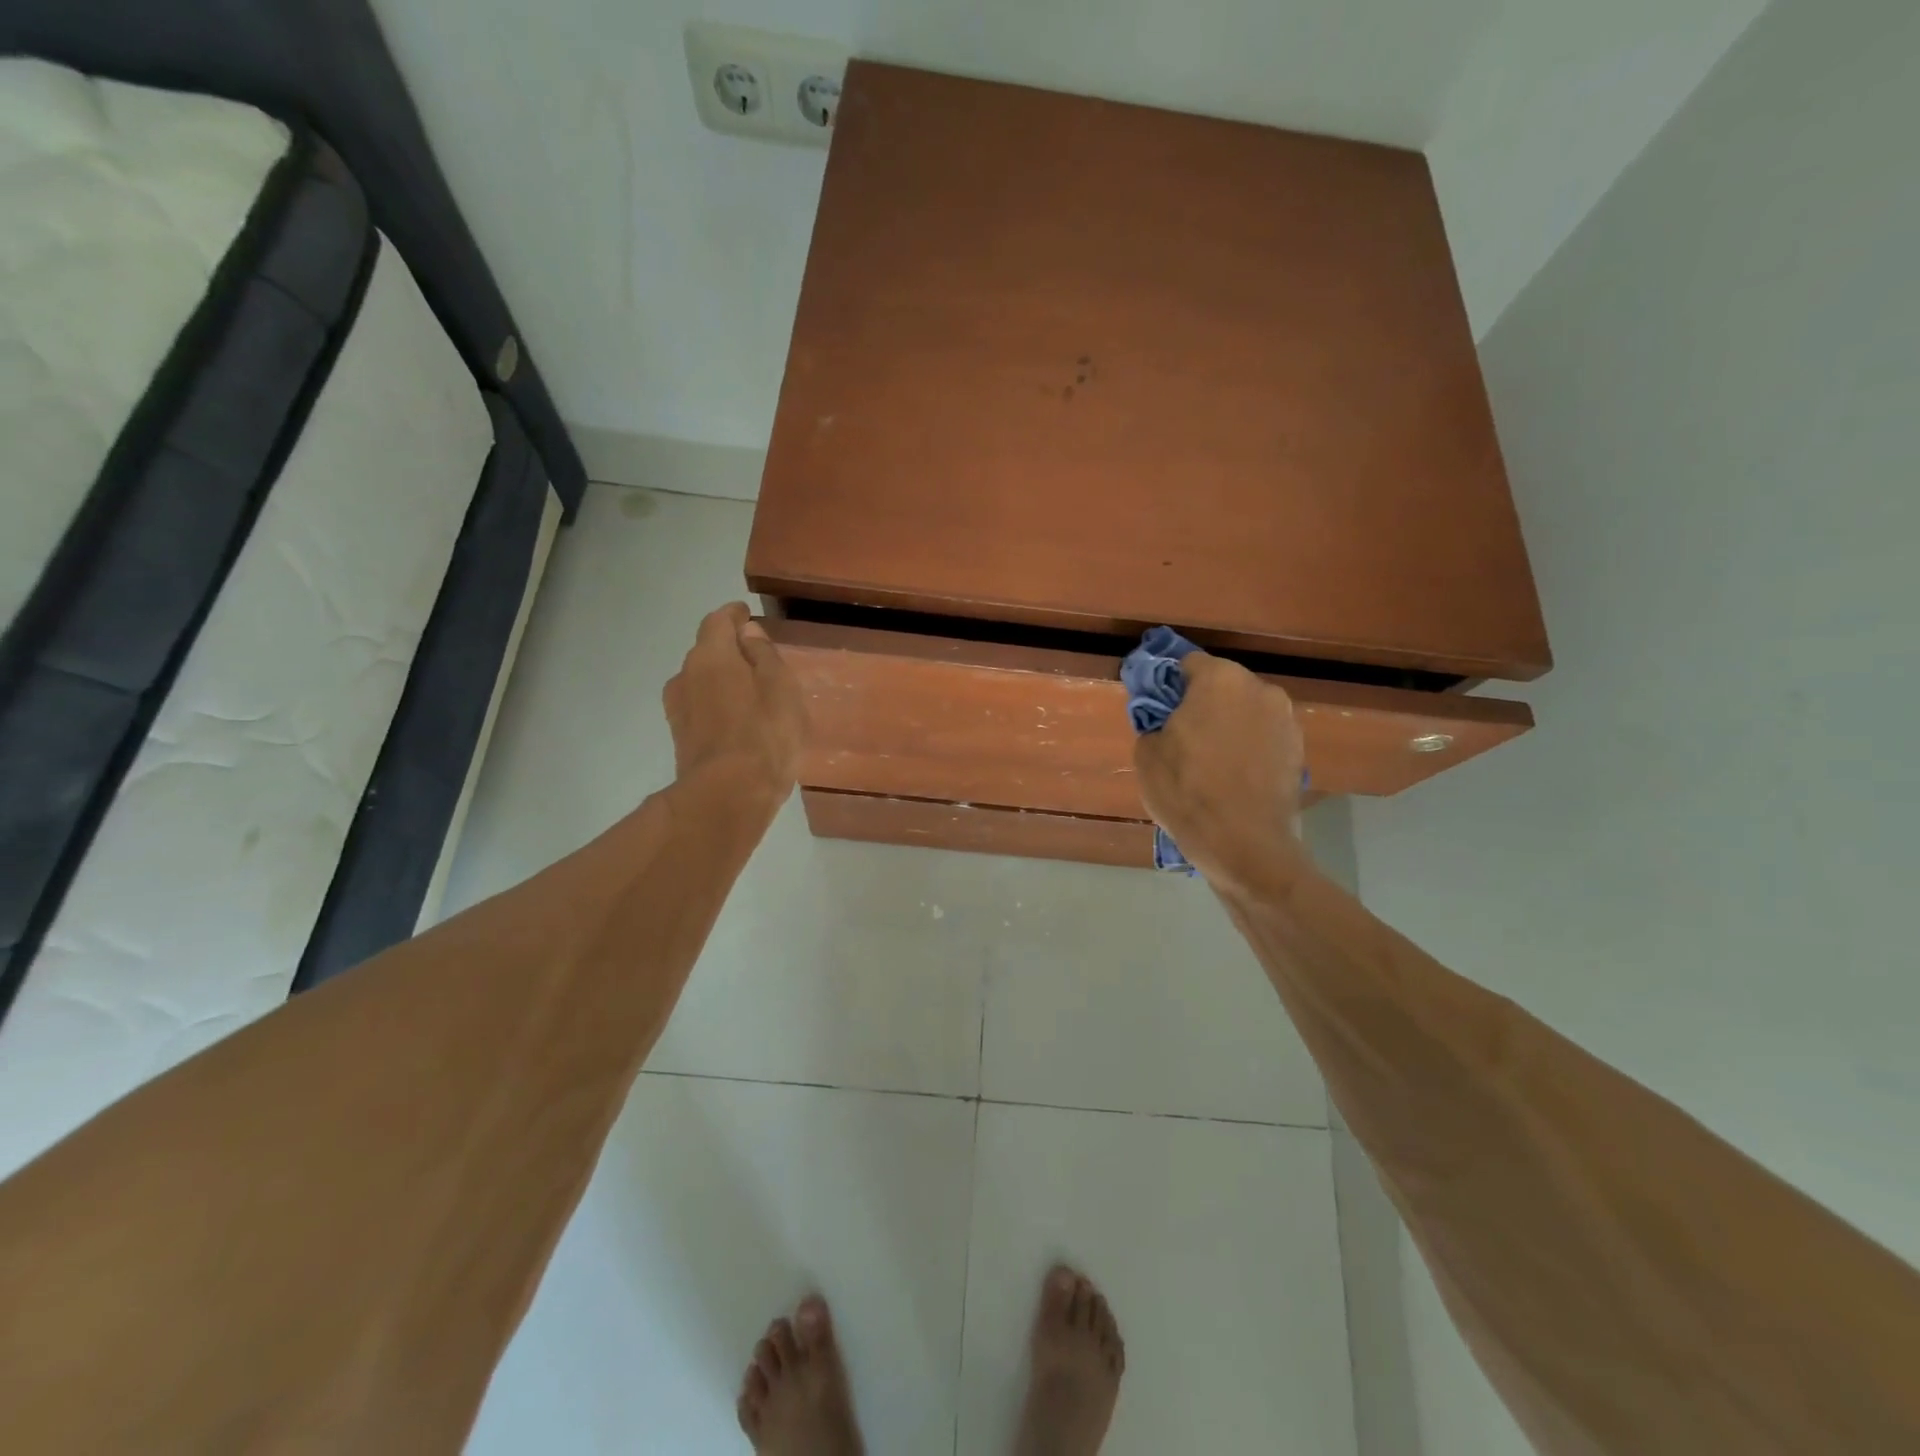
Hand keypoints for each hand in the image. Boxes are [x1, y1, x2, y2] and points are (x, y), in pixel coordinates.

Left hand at [663, 604, 804, 807]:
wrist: (728, 796)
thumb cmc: (765, 735)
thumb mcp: (781, 687)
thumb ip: (764, 654)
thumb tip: (748, 632)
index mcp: (712, 655)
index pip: (718, 620)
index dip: (734, 615)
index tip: (748, 616)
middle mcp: (686, 674)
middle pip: (707, 650)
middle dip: (729, 648)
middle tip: (757, 657)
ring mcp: (678, 707)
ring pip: (701, 680)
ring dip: (721, 679)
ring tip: (749, 691)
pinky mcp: (680, 736)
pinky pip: (700, 706)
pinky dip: (716, 703)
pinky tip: (736, 719)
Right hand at [1133, 653, 1307, 892]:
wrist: (1245, 845)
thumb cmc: (1188, 793)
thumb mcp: (1147, 755)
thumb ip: (1154, 723)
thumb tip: (1166, 723)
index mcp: (1220, 680)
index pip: (1187, 664)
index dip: (1169, 685)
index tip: (1159, 710)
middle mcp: (1259, 689)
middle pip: (1222, 685)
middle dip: (1202, 704)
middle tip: (1183, 737)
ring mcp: (1285, 720)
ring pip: (1245, 712)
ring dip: (1228, 726)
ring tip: (1211, 762)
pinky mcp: (1299, 750)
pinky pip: (1263, 738)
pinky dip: (1248, 748)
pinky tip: (1233, 778)